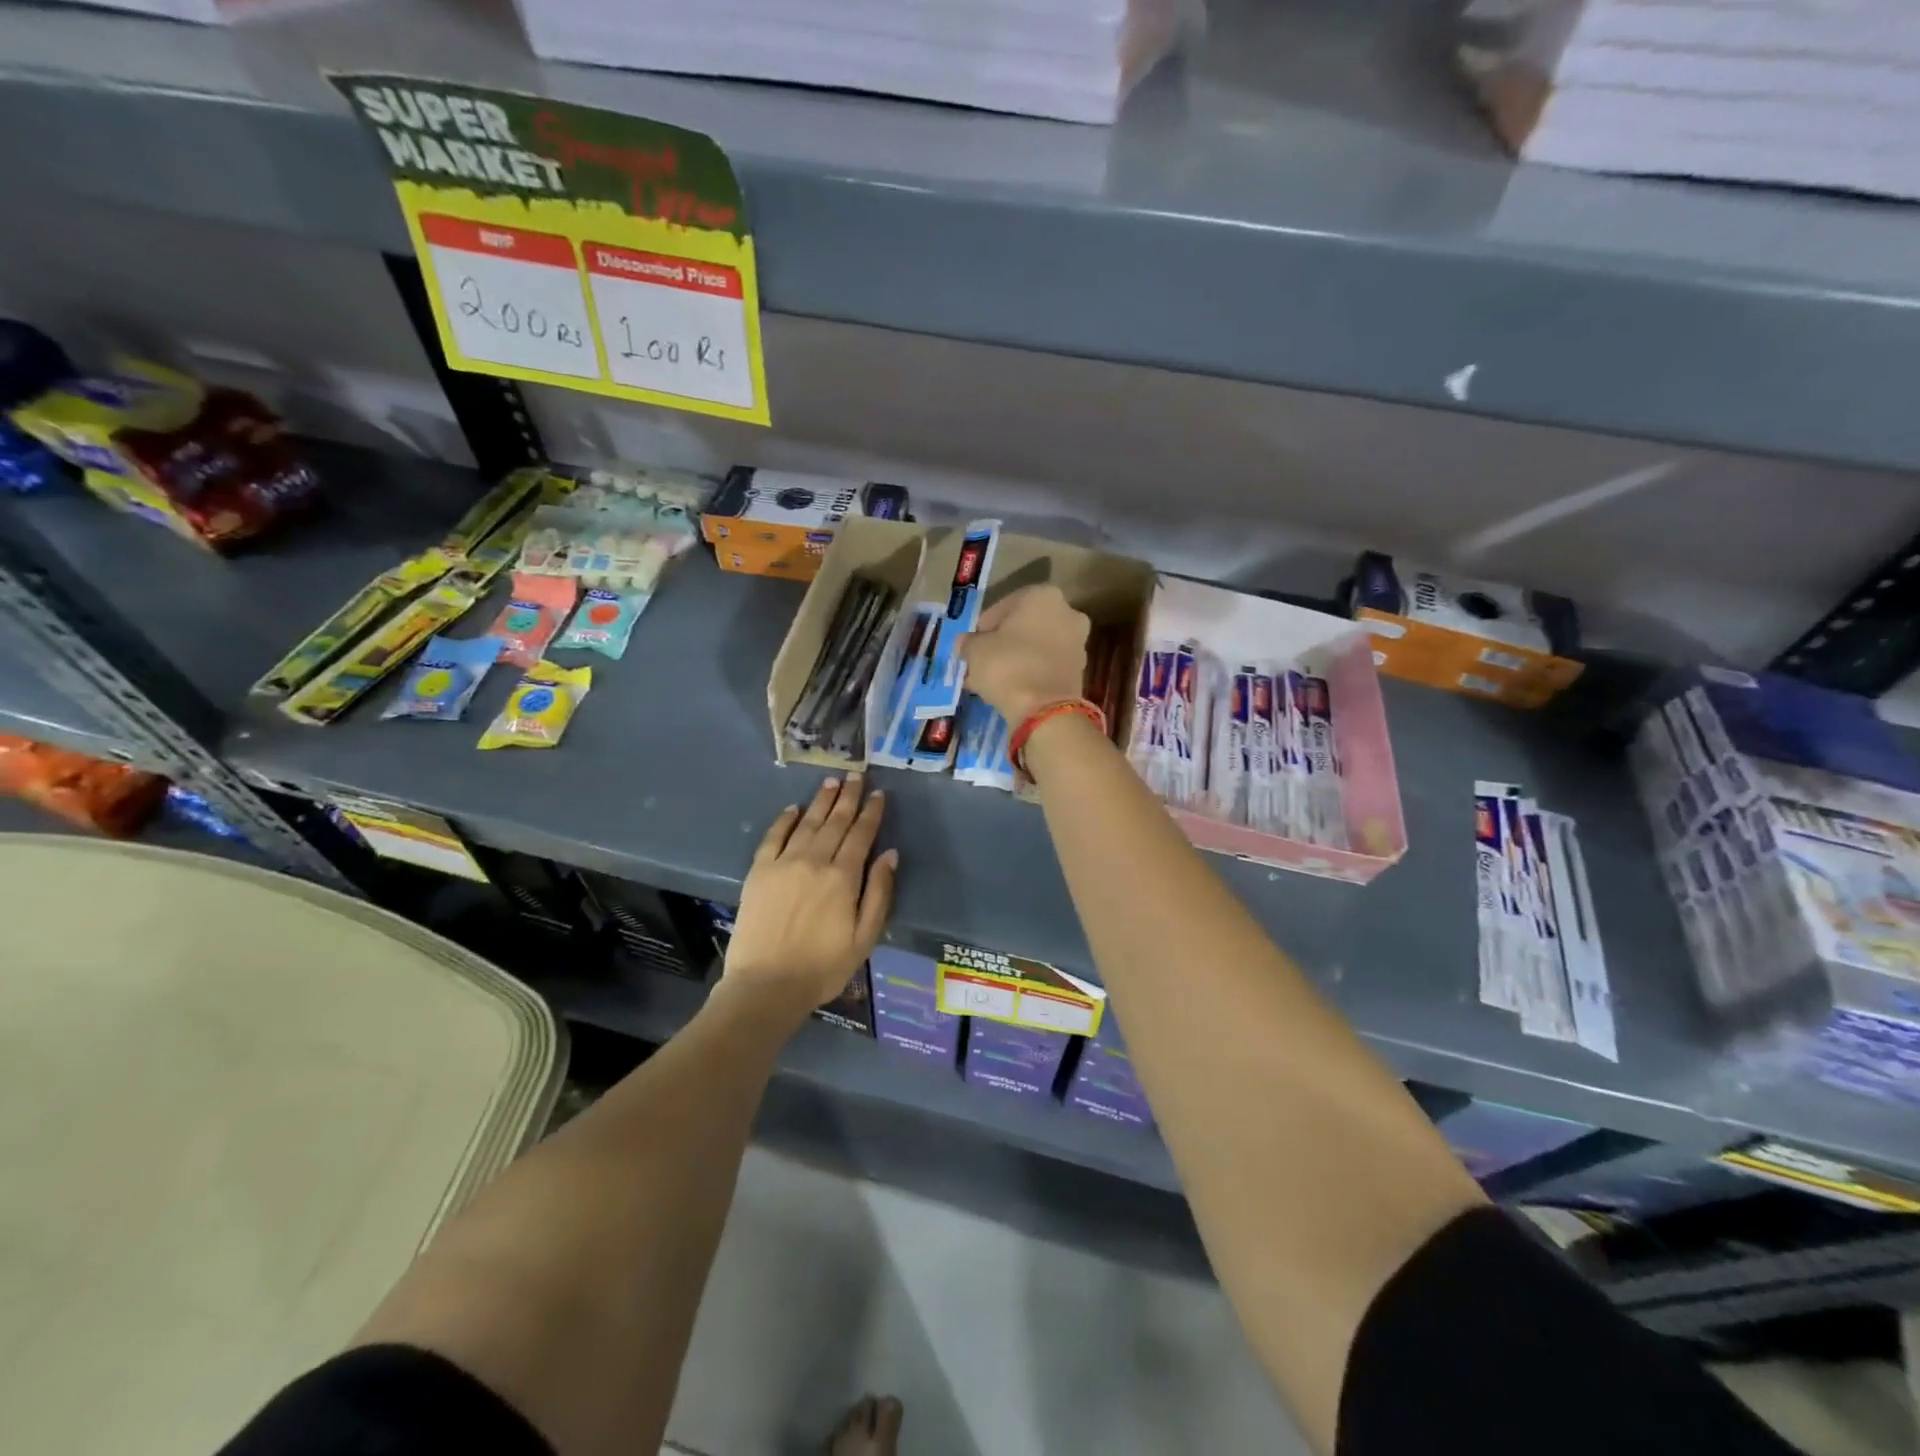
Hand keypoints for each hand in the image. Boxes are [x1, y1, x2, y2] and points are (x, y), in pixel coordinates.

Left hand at [724, 776, 896, 1016]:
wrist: (766, 986)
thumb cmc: (823, 967)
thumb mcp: (865, 937)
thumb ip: (879, 893)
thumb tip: (890, 854)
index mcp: (843, 877)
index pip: (861, 835)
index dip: (871, 812)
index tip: (877, 794)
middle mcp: (814, 861)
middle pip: (835, 822)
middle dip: (848, 797)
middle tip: (856, 775)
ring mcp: (783, 863)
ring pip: (807, 823)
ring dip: (821, 801)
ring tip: (831, 782)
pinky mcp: (758, 872)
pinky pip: (773, 837)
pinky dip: (785, 820)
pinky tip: (793, 809)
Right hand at [958, 584, 1089, 726]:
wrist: (1044, 709)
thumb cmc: (1008, 665)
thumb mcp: (975, 650)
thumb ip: (968, 642)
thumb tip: (965, 644)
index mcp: (1043, 595)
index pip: (1003, 606)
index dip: (983, 626)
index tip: (972, 645)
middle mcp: (1067, 612)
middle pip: (1024, 626)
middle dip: (1002, 643)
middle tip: (981, 661)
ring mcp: (1078, 643)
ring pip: (1036, 647)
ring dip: (1016, 659)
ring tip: (992, 679)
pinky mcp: (1079, 671)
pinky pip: (1046, 666)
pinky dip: (1030, 673)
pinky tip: (1010, 688)